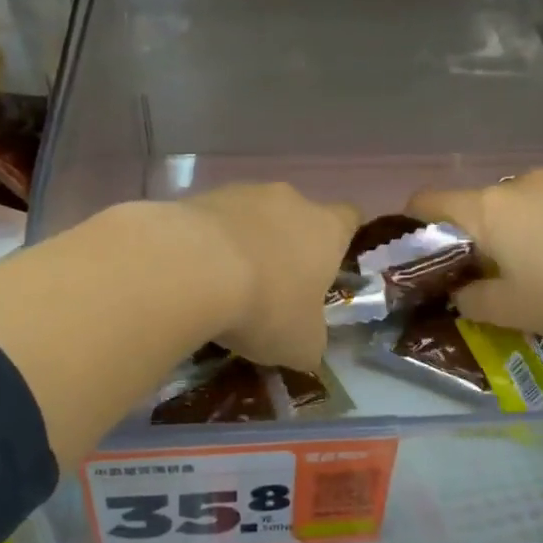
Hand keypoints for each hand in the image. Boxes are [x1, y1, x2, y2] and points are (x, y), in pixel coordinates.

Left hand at [178, 184, 358, 370]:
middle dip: (286, 248)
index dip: (341, 241)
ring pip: (252, 217)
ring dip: (245, 244)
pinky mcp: (199, 197)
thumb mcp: (300, 345)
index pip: (349, 219)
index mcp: (326, 229)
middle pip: (296, 218)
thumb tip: (306, 349)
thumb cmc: (266, 305)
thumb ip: (310, 342)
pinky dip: (207, 244)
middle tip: (272, 289)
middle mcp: (290, 200)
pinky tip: (194, 275)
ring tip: (225, 286)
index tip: (329, 266)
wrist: (193, 269)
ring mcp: (242, 193)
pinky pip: (212, 222)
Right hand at [407, 169, 542, 345]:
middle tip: (495, 275)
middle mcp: (519, 182)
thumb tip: (462, 292)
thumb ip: (473, 301)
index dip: (415, 223)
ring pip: (522, 201)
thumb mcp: (513, 312)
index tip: (424, 253)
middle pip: (479, 204)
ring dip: (520, 228)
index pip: (429, 201)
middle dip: (478, 236)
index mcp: (488, 210)